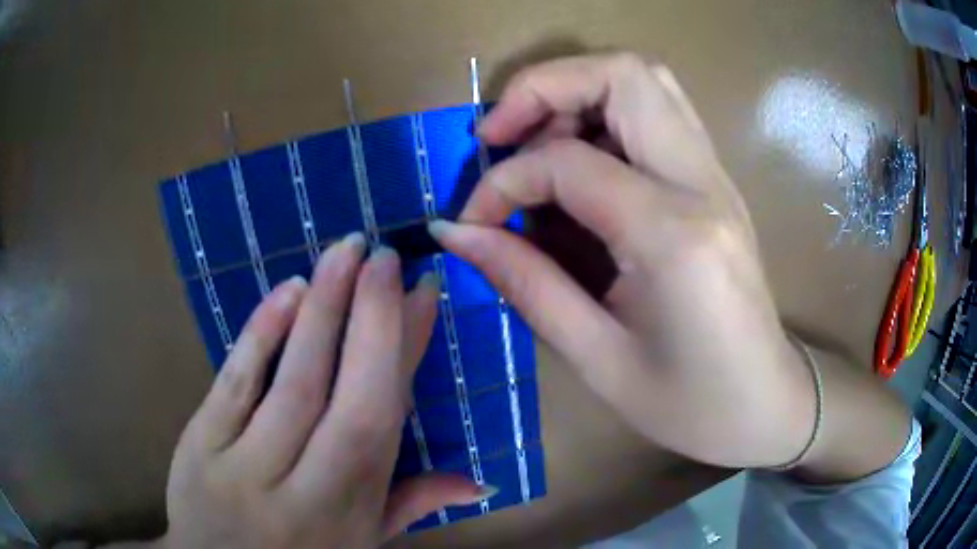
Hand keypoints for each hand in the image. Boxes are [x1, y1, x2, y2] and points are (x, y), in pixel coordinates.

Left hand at [156, 236, 489, 548]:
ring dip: (320, 309)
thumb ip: (412, 506)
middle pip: (344, 395)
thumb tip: (479, 480)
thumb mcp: (362, 544)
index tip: (422, 294)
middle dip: (370, 317)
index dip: (407, 351)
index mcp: (352, 507)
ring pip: (291, 381)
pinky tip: (285, 290)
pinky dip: (260, 333)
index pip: (386, 417)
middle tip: (384, 254)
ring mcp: (245, 465)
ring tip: (343, 253)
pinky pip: (234, 383)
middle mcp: (306, 487)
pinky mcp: (201, 445)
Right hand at [430, 53, 818, 468]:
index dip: (503, 182)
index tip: (473, 222)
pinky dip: (605, 113)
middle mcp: (703, 184)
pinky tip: (580, 163)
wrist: (767, 406)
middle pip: (623, 74)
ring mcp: (717, 176)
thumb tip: (454, 233)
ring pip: (645, 81)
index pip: (568, 163)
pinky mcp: (717, 183)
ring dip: (577, 93)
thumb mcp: (599, 359)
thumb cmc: (691, 406)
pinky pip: (658, 113)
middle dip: (543, 87)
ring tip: (535, 145)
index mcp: (675, 236)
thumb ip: (525, 283)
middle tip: (498, 136)